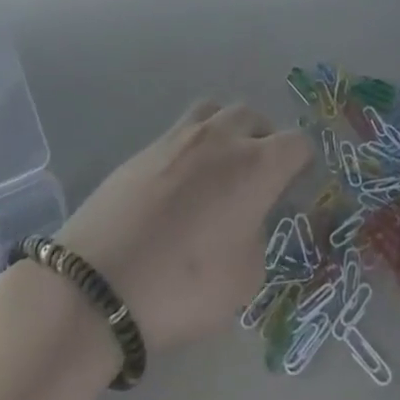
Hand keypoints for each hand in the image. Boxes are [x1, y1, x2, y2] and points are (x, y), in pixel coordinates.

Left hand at [57, 99, 310, 350]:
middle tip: (258, 177)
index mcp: (255, 166)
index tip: (295, 188)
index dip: (302, 163)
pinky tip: (180, 185)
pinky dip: (192, 148)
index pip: (297, 143)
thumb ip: (257, 236)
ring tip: (219, 167)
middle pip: (255, 117)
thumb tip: (246, 219)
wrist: (97, 285)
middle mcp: (220, 139)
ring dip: (227, 131)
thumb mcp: (245, 279)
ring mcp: (177, 138)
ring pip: (215, 111)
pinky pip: (180, 132)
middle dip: (265, 140)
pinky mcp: (143, 149)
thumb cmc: (183, 287)